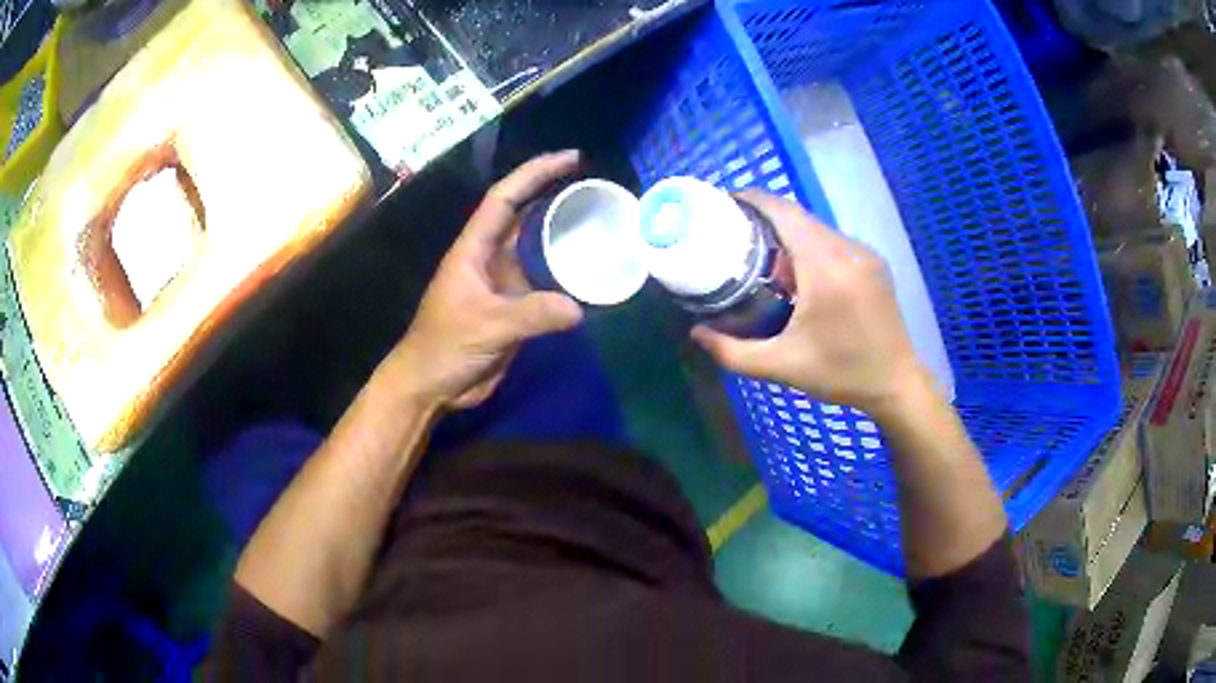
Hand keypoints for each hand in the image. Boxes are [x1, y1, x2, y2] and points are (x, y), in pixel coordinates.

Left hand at [387, 151, 583, 409]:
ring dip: (564, 236)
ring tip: (603, 224)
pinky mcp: (513, 308)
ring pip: (537, 250)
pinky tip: (592, 274)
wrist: (431, 386)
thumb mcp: (486, 327)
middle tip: (598, 189)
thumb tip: (579, 309)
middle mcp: (489, 258)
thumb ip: (531, 315)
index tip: (572, 158)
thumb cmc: (444, 347)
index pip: (505, 198)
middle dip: (556, 197)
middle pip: (525, 216)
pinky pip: (544, 283)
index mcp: (474, 249)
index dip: (536, 173)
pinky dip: (566, 276)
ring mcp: (502, 283)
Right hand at [691, 190, 929, 417]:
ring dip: (789, 234)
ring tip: (763, 256)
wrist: (897, 384)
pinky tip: (798, 273)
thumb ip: (733, 352)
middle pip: (799, 218)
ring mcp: (865, 254)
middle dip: (766, 219)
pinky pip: (834, 242)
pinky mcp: (874, 263)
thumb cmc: (841, 374)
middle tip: (735, 235)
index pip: (785, 213)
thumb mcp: (782, 366)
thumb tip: (696, 333)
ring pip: (817, 228)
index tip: (725, 202)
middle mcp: (847, 250)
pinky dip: (810, 246)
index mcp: (825, 269)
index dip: (753, 200)